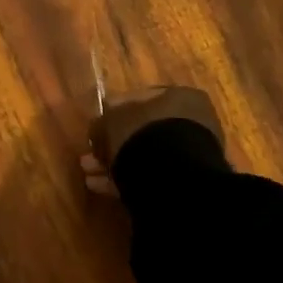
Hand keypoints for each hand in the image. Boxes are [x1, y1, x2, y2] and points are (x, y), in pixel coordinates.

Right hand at [81, 85, 222, 196]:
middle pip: (144, 130)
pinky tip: (100, 186)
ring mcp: (191, 155)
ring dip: (116, 162)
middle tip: (92, 152)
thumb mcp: (112, 120)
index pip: (143, 97)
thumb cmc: (143, 134)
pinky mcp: (184, 182)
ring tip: (90, 172)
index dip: (115, 110)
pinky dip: (126, 179)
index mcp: (181, 97)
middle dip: (115, 141)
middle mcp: (192, 123)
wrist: (172, 178)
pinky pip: (150, 176)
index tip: (98, 123)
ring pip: (145, 155)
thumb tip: (98, 128)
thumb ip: (103, 121)